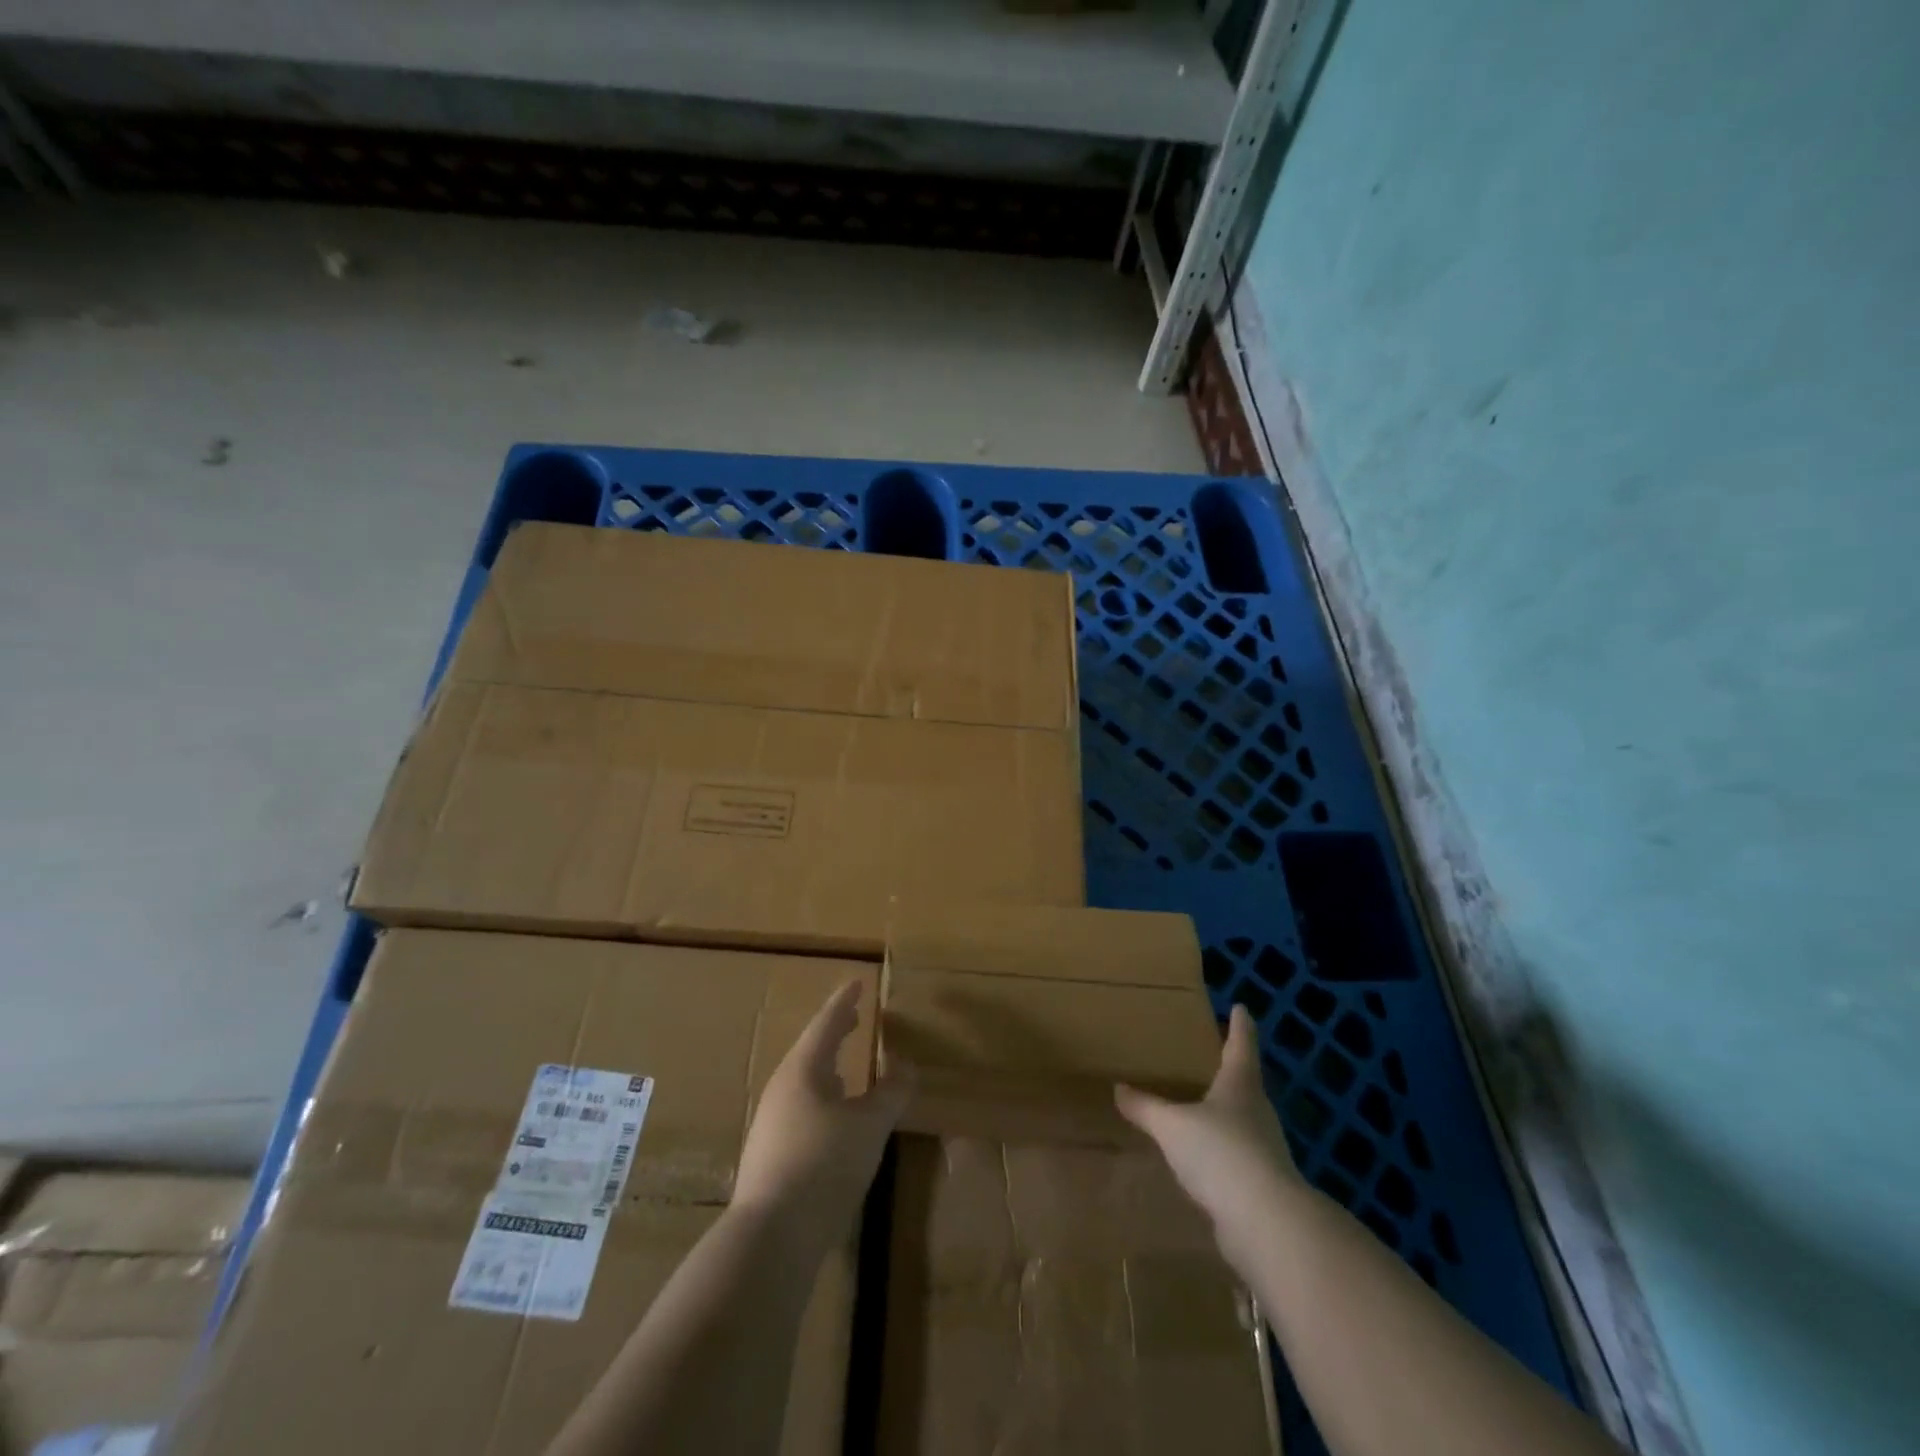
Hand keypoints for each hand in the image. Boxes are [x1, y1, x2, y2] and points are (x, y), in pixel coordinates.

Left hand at [732, 982, 908, 1252]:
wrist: (772, 1236)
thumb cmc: (824, 1164)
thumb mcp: (869, 1125)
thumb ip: (891, 1092)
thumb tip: (906, 1064)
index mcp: (803, 1070)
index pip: (826, 1024)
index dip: (845, 1002)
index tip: (857, 983)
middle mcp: (781, 1089)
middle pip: (811, 1051)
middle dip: (834, 1033)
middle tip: (853, 1017)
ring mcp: (771, 1124)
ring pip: (804, 1082)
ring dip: (828, 1068)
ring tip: (846, 1067)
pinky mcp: (770, 1156)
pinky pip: (801, 1109)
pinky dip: (822, 1098)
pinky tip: (834, 1118)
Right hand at [1116, 1005, 1302, 1261]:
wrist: (1265, 1223)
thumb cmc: (1220, 1153)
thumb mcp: (1172, 1126)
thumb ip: (1145, 1107)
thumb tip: (1119, 1088)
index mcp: (1240, 1084)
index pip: (1241, 1044)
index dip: (1240, 1025)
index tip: (1241, 1007)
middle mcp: (1257, 1110)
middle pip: (1245, 1081)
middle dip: (1229, 1068)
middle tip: (1209, 1054)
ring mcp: (1264, 1148)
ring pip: (1241, 1119)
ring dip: (1223, 1110)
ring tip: (1197, 1104)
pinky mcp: (1260, 1183)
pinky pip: (1235, 1154)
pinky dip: (1219, 1149)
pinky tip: (1201, 1156)